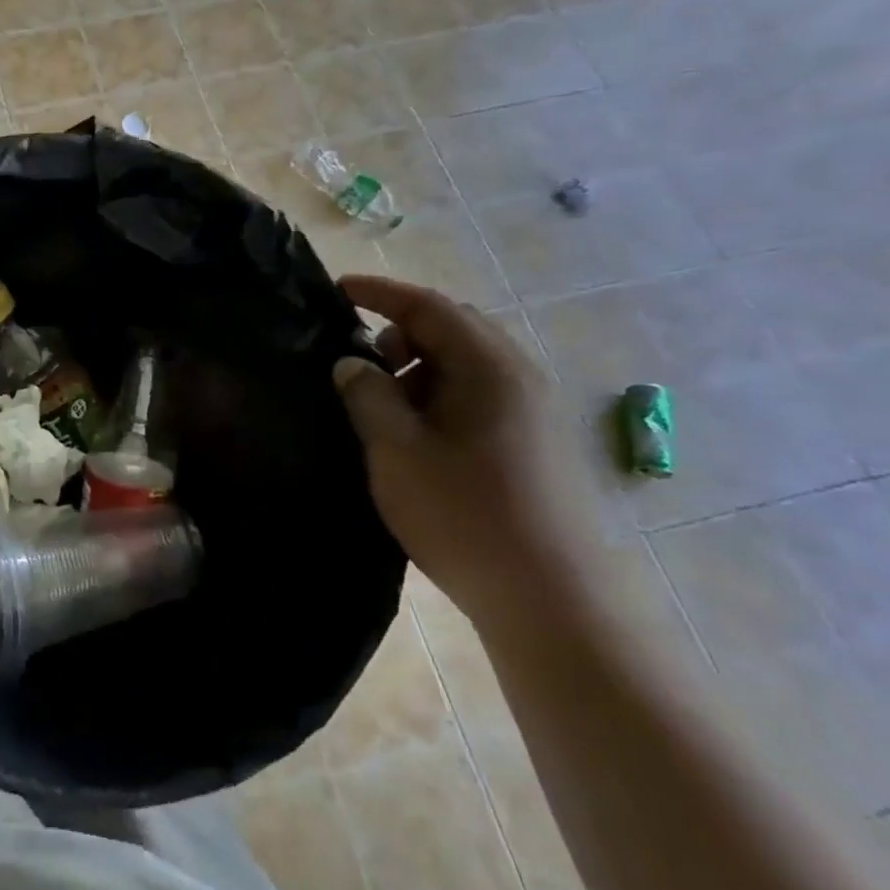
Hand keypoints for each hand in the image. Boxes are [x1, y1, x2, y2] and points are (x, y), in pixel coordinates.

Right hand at [331, 275, 591, 635]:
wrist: (553, 600)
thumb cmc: (465, 515)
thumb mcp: (396, 450)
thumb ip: (367, 395)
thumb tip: (351, 363)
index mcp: (489, 367)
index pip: (429, 305)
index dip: (379, 292)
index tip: (337, 290)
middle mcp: (519, 376)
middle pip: (452, 328)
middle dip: (399, 333)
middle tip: (358, 361)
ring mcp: (533, 410)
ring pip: (466, 363)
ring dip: (419, 368)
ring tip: (382, 406)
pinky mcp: (536, 441)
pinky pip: (480, 393)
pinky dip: (440, 394)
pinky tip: (416, 434)